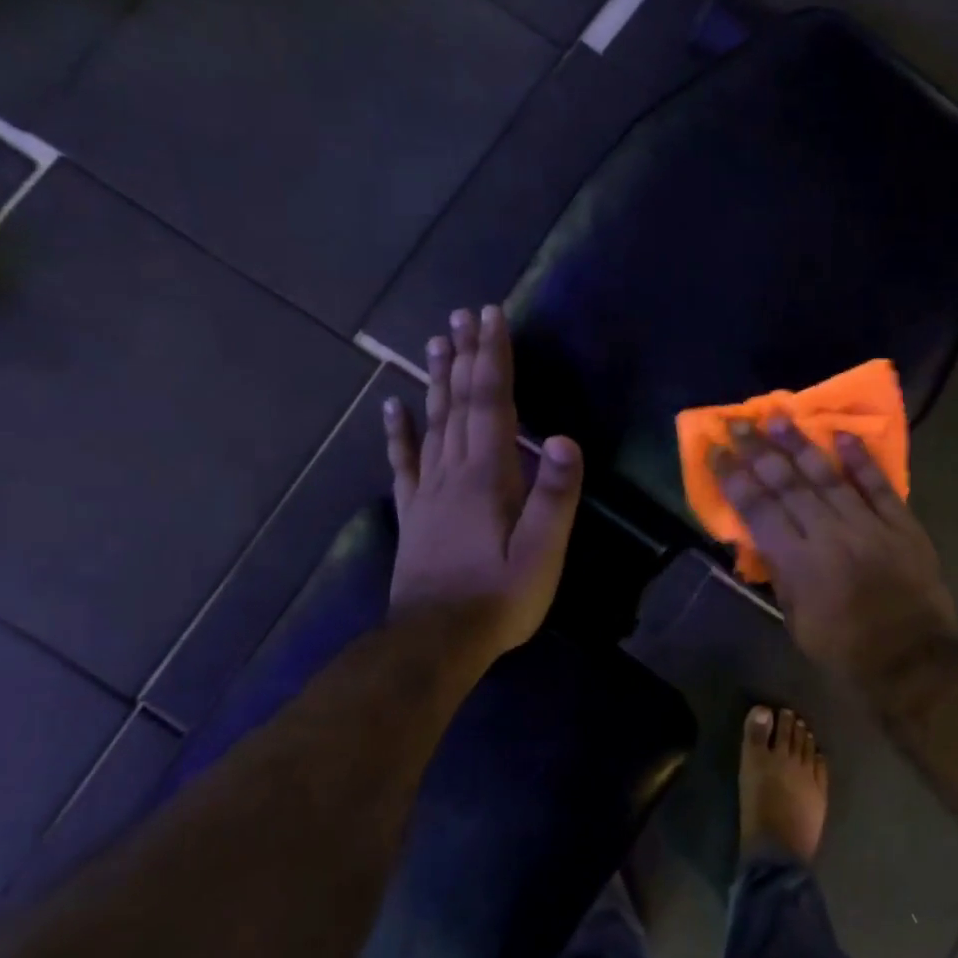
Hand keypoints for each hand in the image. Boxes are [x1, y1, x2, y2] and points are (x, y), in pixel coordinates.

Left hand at [384, 306, 582, 665]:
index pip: (491, 402)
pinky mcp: (414, 512)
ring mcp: (428, 490)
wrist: (435, 642)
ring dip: (436, 379)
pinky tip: (392, 408)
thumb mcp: (542, 553)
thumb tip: (564, 438)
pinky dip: (398, 432)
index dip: (492, 357)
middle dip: (465, 355)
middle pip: (459, 401)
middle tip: (463, 315)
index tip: (490, 316)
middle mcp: (453, 471)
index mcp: (487, 475)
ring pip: (432, 422)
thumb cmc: (499, 597)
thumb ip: (555, 495)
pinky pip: (404, 462)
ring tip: (435, 342)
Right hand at [711, 419, 956, 690]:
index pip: (757, 508)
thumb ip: (779, 573)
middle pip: (787, 483)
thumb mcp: (796, 620)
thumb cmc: (844, 649)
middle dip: (758, 450)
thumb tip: (761, 537)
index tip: (717, 450)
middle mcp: (828, 534)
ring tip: (778, 416)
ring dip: (800, 444)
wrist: (911, 660)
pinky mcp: (901, 524)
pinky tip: (841, 434)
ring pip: (827, 476)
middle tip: (738, 422)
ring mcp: (868, 525)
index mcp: (797, 562)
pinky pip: (878, 485)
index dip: (733, 477)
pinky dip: (860, 459)